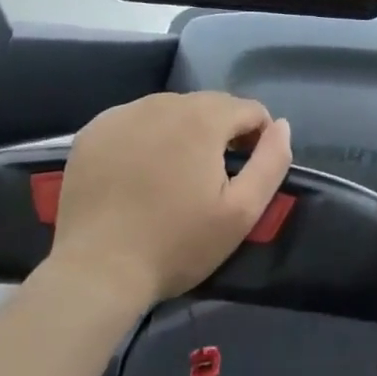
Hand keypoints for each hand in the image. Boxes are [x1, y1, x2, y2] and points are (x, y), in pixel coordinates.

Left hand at [45, 91, 292, 306]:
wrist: (95, 273)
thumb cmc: (176, 244)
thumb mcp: (242, 212)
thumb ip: (272, 161)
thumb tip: (281, 125)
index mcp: (204, 117)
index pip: (249, 109)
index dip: (257, 138)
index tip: (245, 172)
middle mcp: (165, 102)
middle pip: (210, 106)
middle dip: (219, 133)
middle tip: (209, 178)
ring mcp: (124, 113)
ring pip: (171, 110)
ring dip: (182, 132)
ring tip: (173, 175)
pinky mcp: (95, 130)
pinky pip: (135, 120)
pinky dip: (145, 136)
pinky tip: (138, 171)